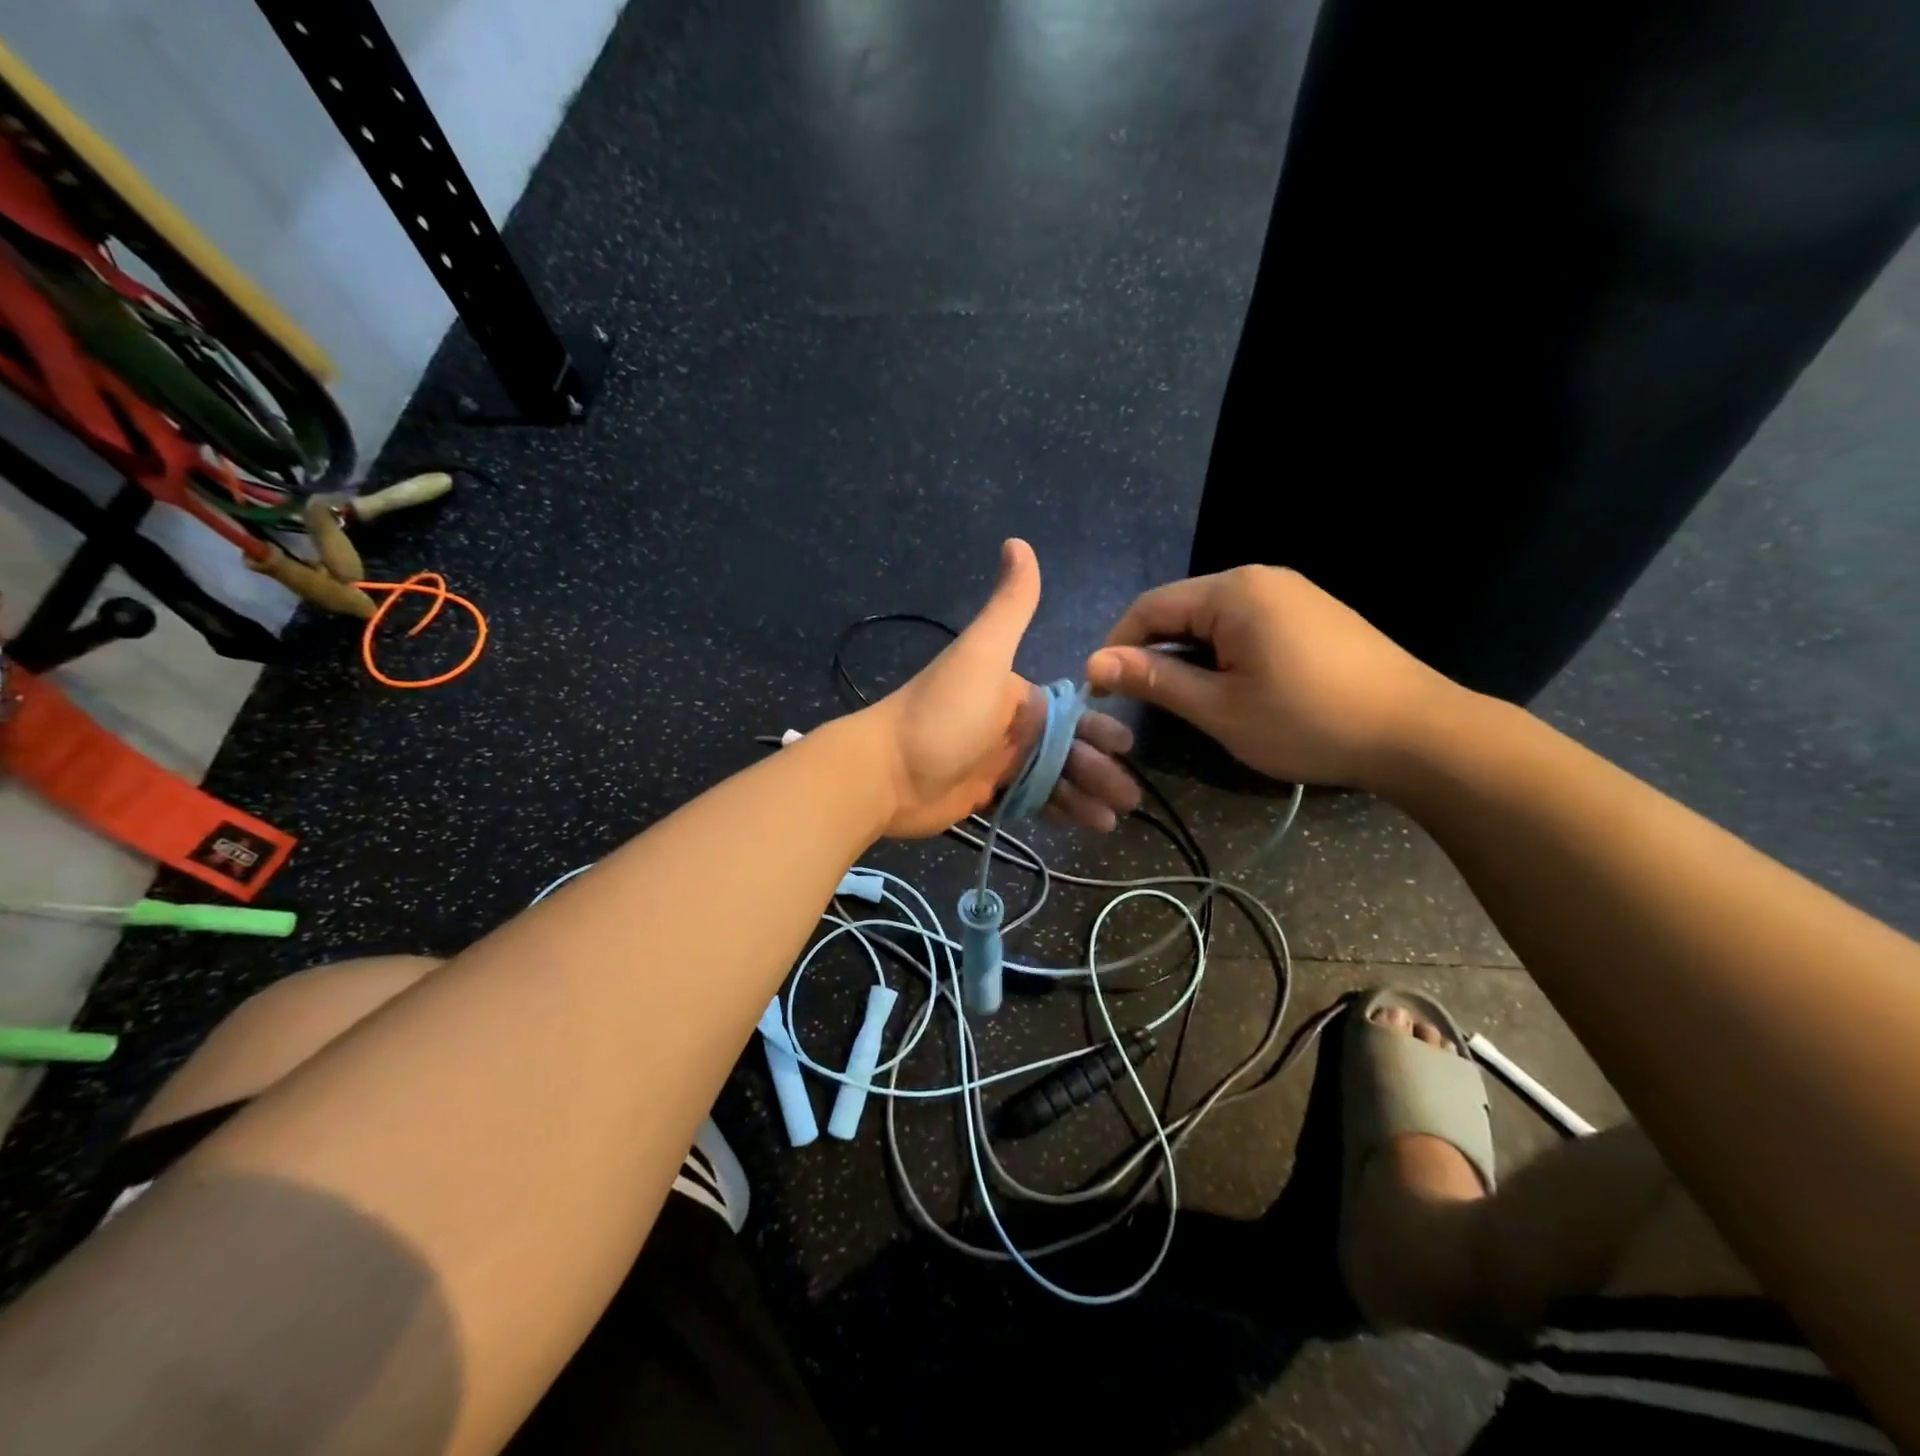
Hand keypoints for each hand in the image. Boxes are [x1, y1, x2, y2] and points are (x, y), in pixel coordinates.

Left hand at [860, 539, 1140, 837]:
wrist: (883, 772)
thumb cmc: (941, 714)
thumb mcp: (981, 654)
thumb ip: (1009, 606)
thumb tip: (1018, 542)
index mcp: (1014, 693)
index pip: (1070, 712)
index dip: (1099, 729)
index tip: (1127, 748)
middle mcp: (1010, 726)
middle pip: (1066, 748)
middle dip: (1100, 769)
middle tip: (1132, 798)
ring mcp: (997, 762)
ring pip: (1054, 778)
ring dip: (1086, 795)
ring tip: (1115, 820)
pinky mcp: (985, 795)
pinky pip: (1033, 802)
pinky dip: (1060, 812)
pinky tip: (1087, 825)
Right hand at [1085, 566, 1462, 789]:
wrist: (1417, 733)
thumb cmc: (1307, 722)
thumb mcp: (1220, 708)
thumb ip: (1154, 679)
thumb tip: (1093, 663)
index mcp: (1232, 592)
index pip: (1149, 608)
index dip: (1117, 648)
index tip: (1102, 692)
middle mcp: (1259, 577)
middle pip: (1181, 608)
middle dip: (1152, 651)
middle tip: (1141, 701)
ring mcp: (1291, 592)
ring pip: (1213, 618)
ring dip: (1187, 654)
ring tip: (1183, 698)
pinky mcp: (1312, 612)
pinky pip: (1246, 623)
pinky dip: (1222, 651)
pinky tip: (1230, 685)